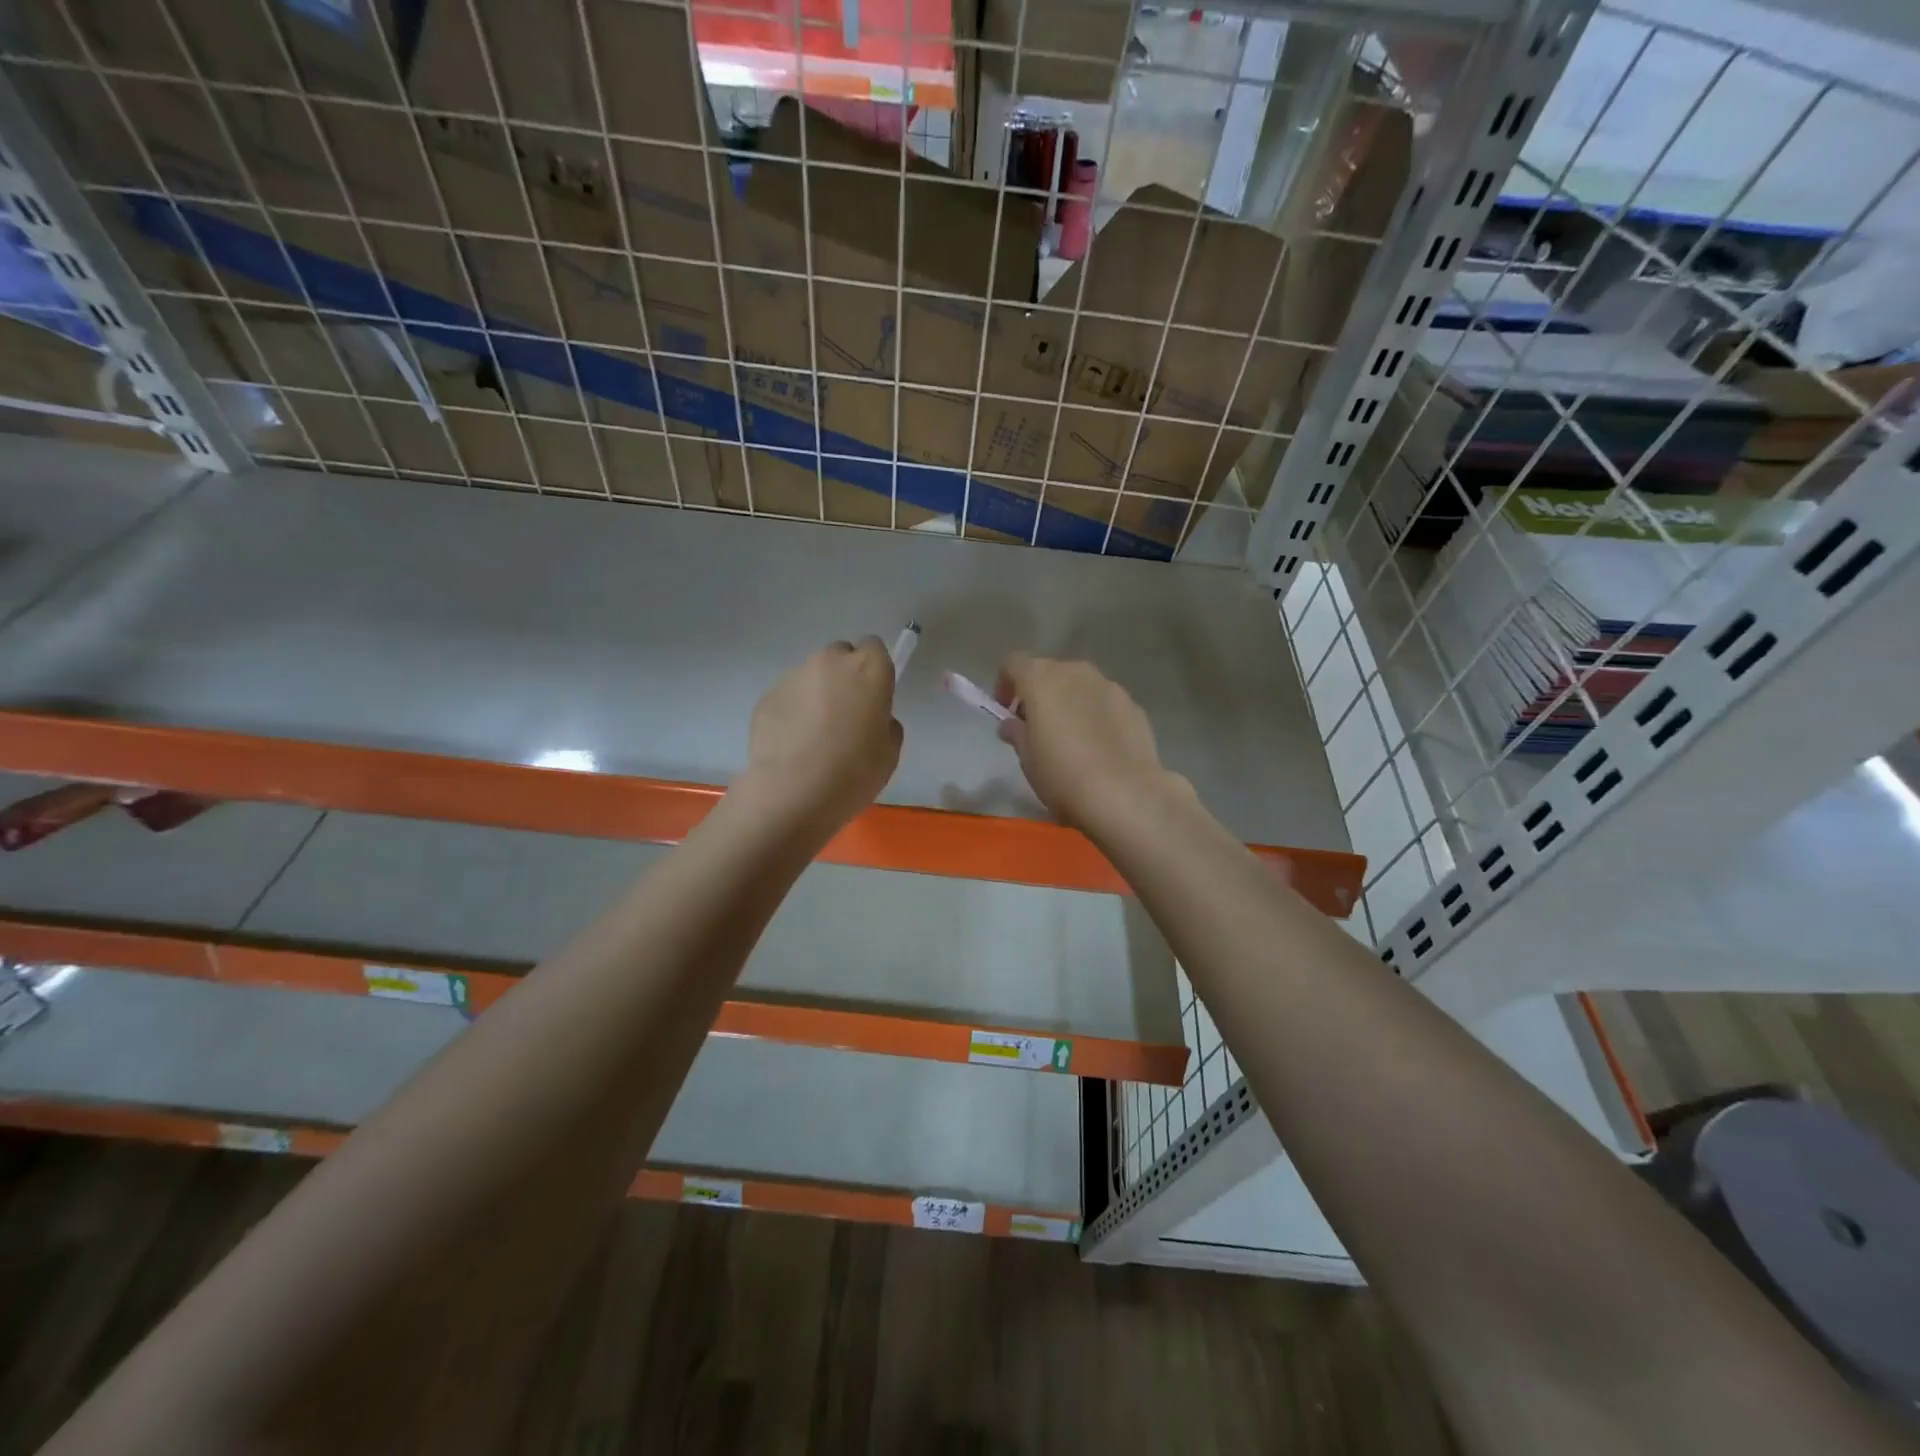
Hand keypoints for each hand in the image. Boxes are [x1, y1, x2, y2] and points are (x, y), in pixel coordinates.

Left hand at [741, 638, 902, 832]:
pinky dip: (793, 712)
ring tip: (814, 735)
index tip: (874, 697)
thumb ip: (885, 723)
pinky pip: (788, 697)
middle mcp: (829, 662)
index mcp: (867, 669)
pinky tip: (793, 745)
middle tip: (845, 715)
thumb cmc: (853, 772)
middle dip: (844, 677)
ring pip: (811, 676)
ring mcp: (793, 676)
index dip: (874, 671)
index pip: (874, 648)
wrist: (792, 793)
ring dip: (817, 694)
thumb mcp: (889, 752)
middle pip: (840, 656)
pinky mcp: (767, 696)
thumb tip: (872, 719)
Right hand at [995, 653, 1183, 829]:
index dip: (1005, 684)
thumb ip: (1017, 733)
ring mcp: (1109, 686)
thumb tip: (1013, 724)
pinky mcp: (1133, 705)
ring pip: (1080, 686)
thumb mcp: (1027, 759)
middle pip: (1049, 672)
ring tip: (1071, 739)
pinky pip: (1105, 703)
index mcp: (1041, 679)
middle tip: (1037, 728)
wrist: (1125, 795)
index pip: (1013, 663)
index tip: (1007, 711)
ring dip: (1070, 703)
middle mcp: (1076, 672)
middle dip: (1039, 694)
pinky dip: (1096, 715)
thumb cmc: (1062, 775)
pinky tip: (1099, 748)